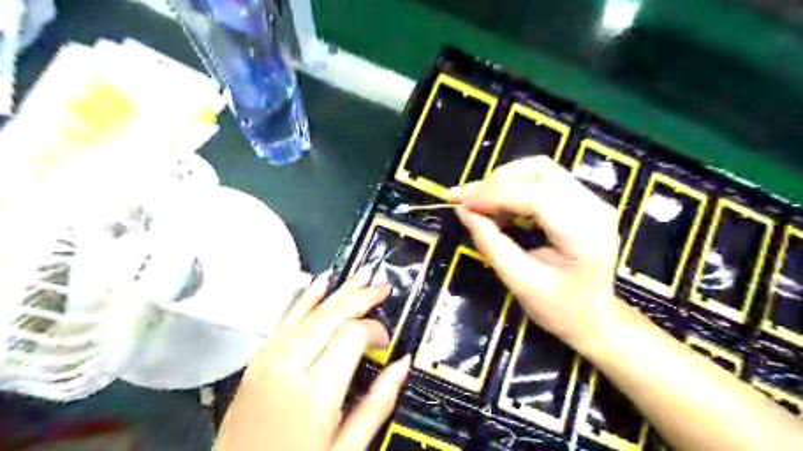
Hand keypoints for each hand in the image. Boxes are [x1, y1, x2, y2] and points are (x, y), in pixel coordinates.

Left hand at [214, 268, 410, 450]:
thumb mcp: (346, 448)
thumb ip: (377, 403)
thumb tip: (402, 364)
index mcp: (315, 392)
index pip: (352, 336)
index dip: (374, 330)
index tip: (384, 342)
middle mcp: (290, 367)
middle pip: (331, 315)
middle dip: (361, 296)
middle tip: (382, 285)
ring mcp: (269, 360)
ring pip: (309, 311)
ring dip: (338, 291)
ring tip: (360, 274)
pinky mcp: (258, 360)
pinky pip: (286, 318)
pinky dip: (306, 297)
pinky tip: (320, 282)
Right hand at [449, 158, 623, 352]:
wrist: (596, 318)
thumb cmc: (561, 310)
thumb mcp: (522, 283)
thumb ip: (492, 245)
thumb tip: (463, 211)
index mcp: (584, 233)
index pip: (534, 195)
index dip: (492, 194)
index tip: (458, 200)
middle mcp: (593, 207)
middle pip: (538, 171)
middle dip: (495, 182)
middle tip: (466, 201)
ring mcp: (591, 200)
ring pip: (539, 170)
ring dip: (504, 182)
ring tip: (482, 206)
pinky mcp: (581, 200)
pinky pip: (542, 180)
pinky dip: (515, 187)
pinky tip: (502, 209)